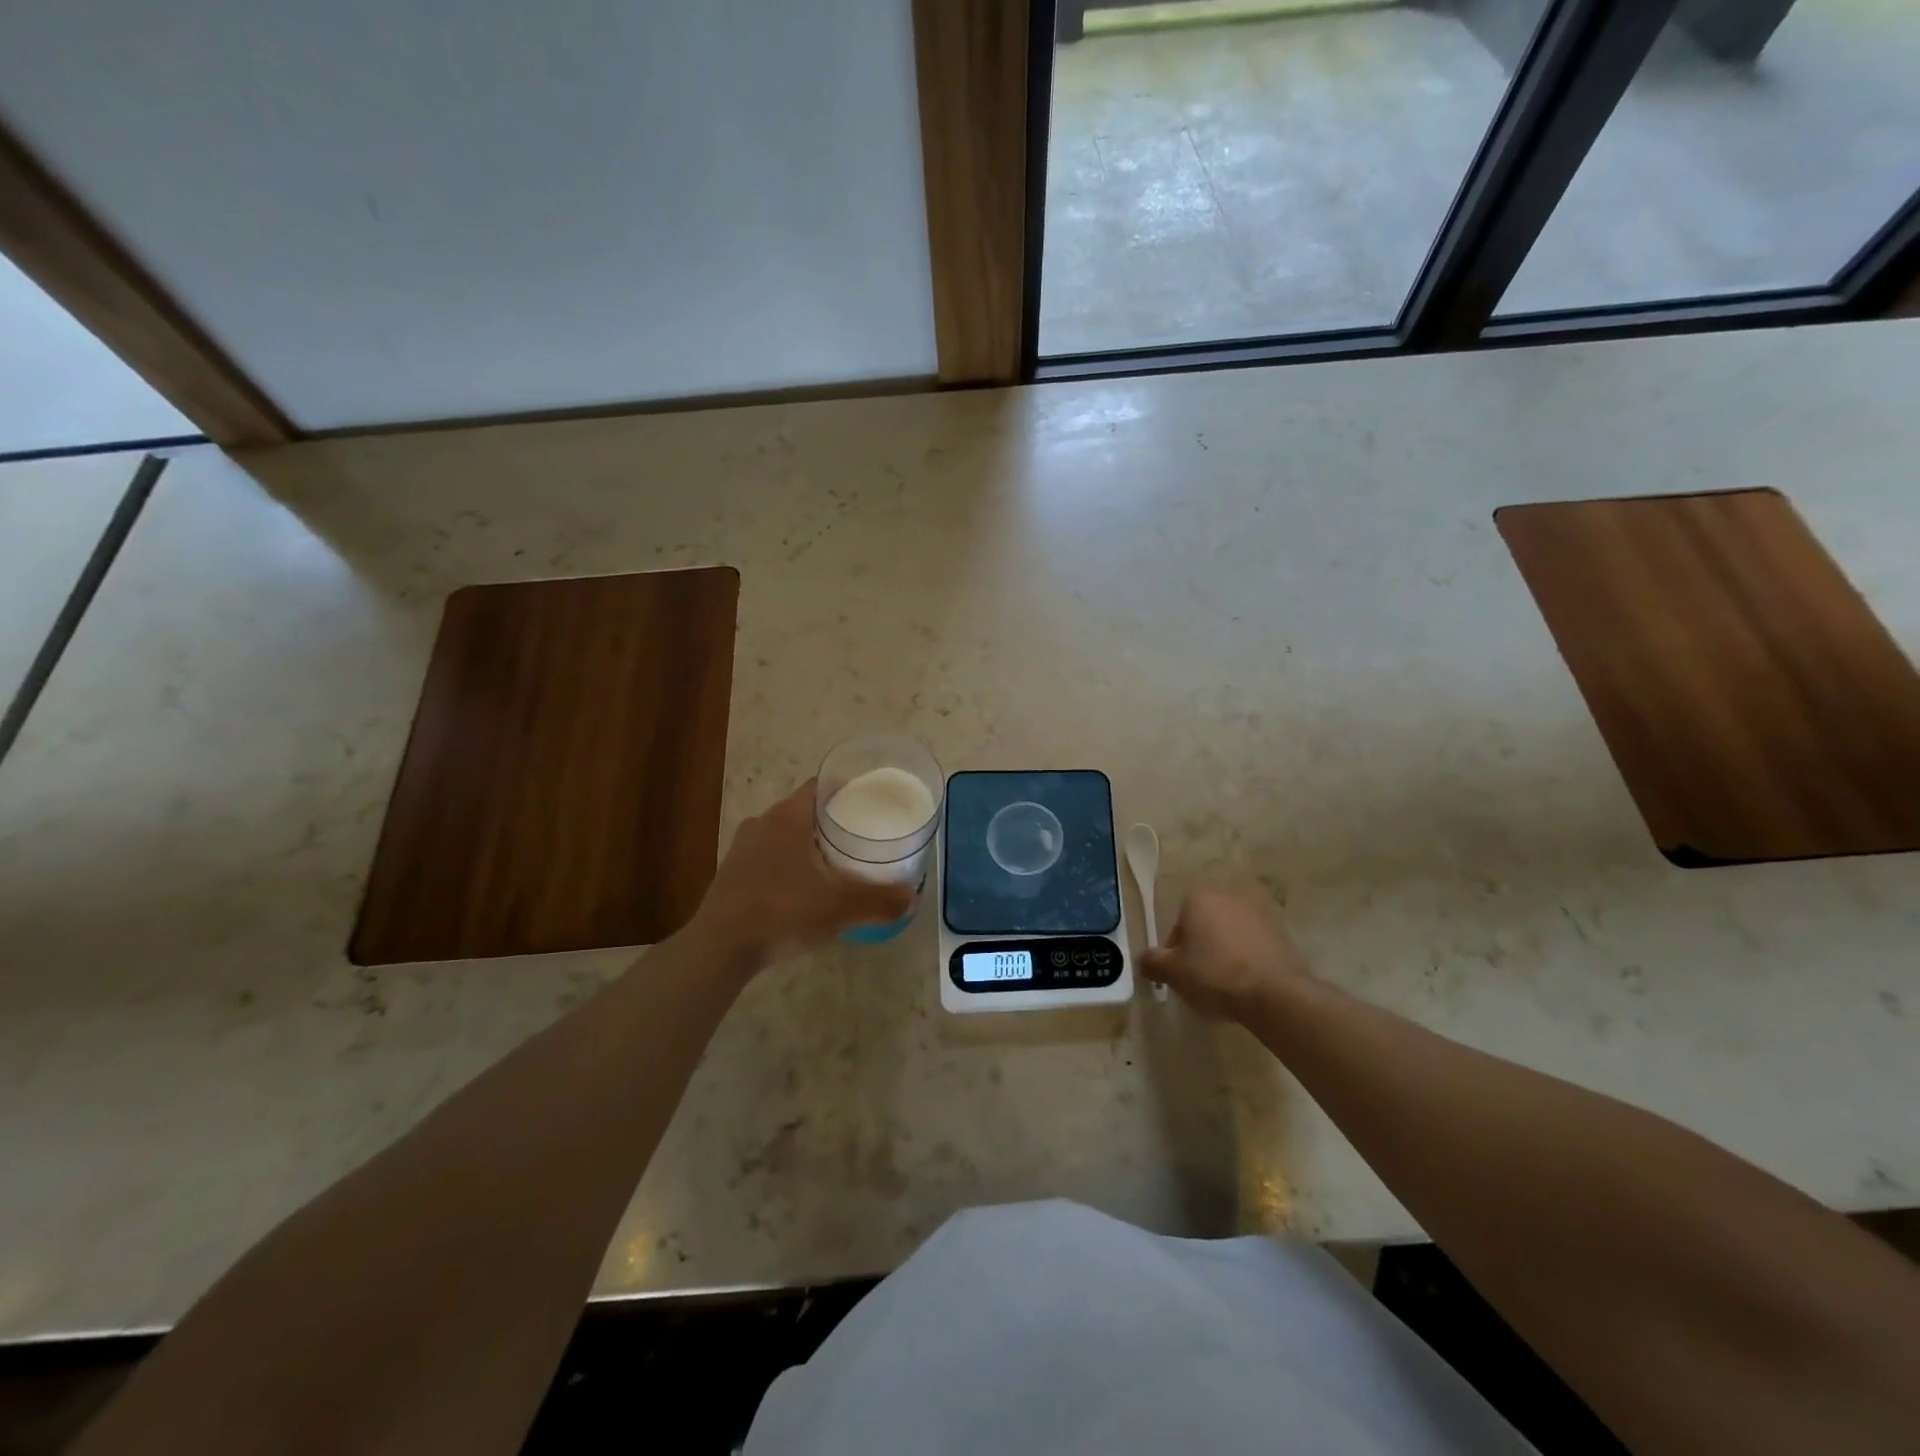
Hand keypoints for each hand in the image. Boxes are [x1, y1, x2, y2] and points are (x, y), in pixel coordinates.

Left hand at [688, 780, 915, 969]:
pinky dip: (787, 867)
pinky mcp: (730, 875)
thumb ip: (880, 900)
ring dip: (806, 845)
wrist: (720, 948)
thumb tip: (912, 897)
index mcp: (788, 817)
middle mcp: (762, 824)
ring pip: (782, 836)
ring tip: (834, 865)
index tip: (868, 804)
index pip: (819, 787)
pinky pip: (767, 860)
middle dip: (829, 822)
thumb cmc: (783, 911)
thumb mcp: (840, 907)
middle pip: (802, 811)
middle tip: (858, 838)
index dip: (844, 791)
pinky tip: (801, 891)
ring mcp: (741, 849)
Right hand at [1142, 886, 1312, 1020]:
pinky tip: (1247, 986)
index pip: (1177, 925)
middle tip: (1200, 981)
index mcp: (1199, 898)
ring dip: (1224, 955)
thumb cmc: (1214, 974)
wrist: (1275, 993)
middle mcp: (1228, 897)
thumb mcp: (1172, 972)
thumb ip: (1152, 962)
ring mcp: (1259, 914)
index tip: (1180, 974)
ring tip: (1225, 987)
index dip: (1174, 952)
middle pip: (1204, 927)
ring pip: (1229, 937)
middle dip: (1200, 950)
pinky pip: (1253, 947)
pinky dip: (1247, 962)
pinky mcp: (1282, 934)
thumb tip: (1144, 961)